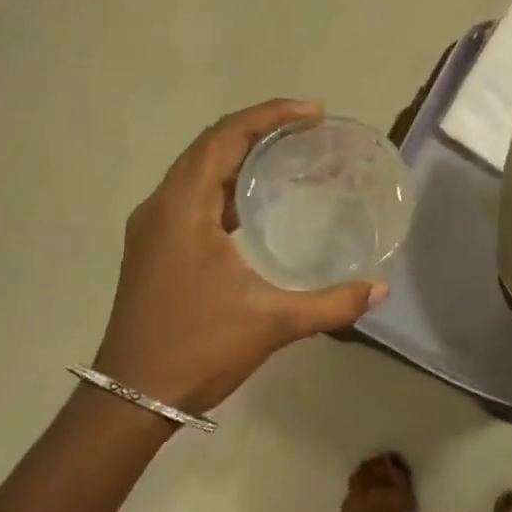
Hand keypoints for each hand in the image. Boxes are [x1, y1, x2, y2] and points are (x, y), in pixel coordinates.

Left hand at [90, 99, 386, 419]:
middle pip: (210, 144)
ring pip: (198, 168)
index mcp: (183, 208)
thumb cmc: (197, 350)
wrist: (131, 398)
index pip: (225, 137)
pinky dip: (226, 181)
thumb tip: (380, 289)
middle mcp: (162, 205)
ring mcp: (153, 226)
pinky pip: (192, 193)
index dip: (270, 115)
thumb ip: (331, 303)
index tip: (313, 113)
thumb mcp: (272, 323)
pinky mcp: (155, 245)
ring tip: (288, 153)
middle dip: (259, 127)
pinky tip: (257, 201)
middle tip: (308, 128)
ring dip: (240, 152)